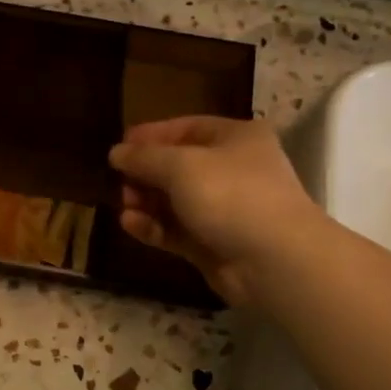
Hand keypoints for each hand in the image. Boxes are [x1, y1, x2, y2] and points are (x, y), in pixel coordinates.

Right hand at [109, 116, 322, 306]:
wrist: (274, 261)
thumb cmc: (230, 195)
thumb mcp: (180, 166)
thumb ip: (144, 157)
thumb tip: (117, 152)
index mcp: (236, 138)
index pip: (186, 128)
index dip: (151, 135)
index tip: (120, 146)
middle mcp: (232, 170)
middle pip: (178, 166)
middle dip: (145, 173)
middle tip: (119, 181)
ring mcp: (225, 209)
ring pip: (175, 200)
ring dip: (147, 201)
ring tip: (125, 205)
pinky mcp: (214, 243)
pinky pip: (177, 229)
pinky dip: (154, 226)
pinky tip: (130, 224)